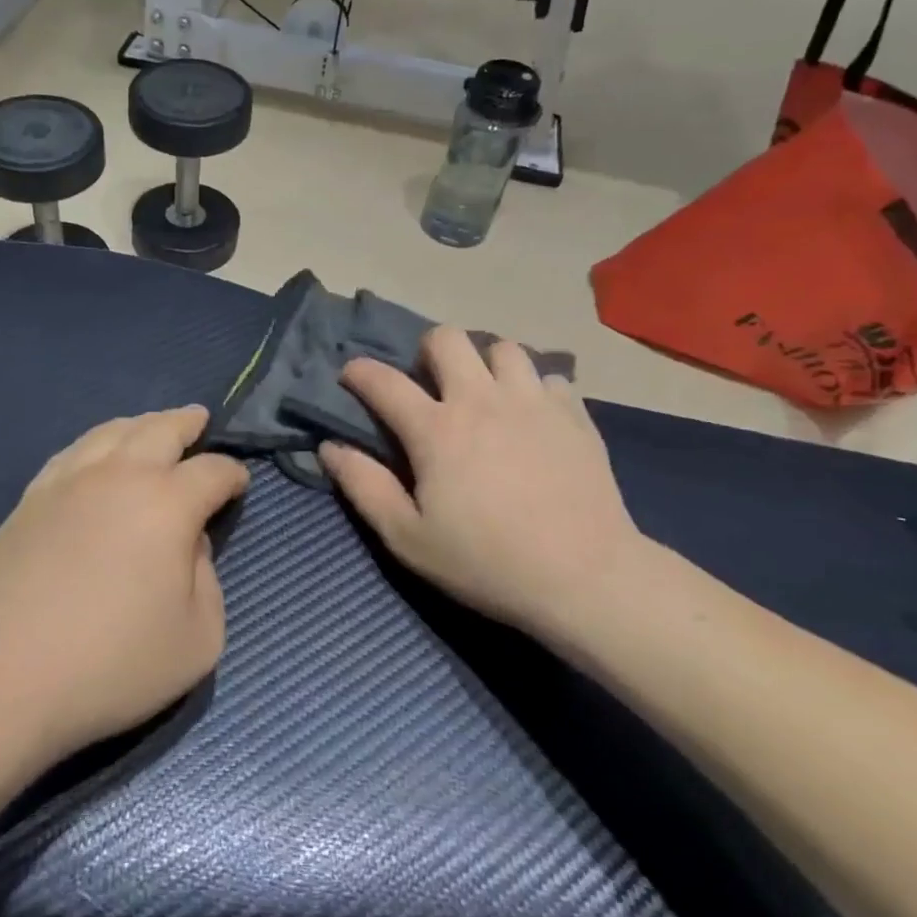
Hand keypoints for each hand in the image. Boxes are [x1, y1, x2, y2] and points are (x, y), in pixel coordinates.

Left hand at [0, 406, 247, 764]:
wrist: (2, 676)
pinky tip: (97, 453)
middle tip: (200, 419)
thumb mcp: (197, 639)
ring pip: (112, 430)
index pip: (212, 471)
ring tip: (152, 427)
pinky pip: (73, 451)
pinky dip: (98, 442)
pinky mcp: (32, 498)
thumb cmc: (111, 663)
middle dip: (187, 422)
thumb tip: (189, 544)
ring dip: (142, 423)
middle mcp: (120, 475)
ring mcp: (69, 481)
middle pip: (160, 428)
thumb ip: (208, 581)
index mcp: (167, 503)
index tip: (239, 484)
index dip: (233, 474)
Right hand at [318, 326, 644, 638]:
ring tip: (485, 395)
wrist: (586, 578)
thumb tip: (330, 447)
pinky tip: (533, 418)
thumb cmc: (487, 562)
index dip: (359, 372)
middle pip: (448, 338)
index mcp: (436, 429)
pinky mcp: (575, 415)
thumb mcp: (408, 537)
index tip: (351, 377)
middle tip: (430, 384)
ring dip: (485, 364)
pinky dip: (534, 389)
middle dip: (428, 351)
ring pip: (504, 347)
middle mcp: (481, 400)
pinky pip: (550, 377)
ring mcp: (533, 403)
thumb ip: (364, 487)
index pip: (383, 381)